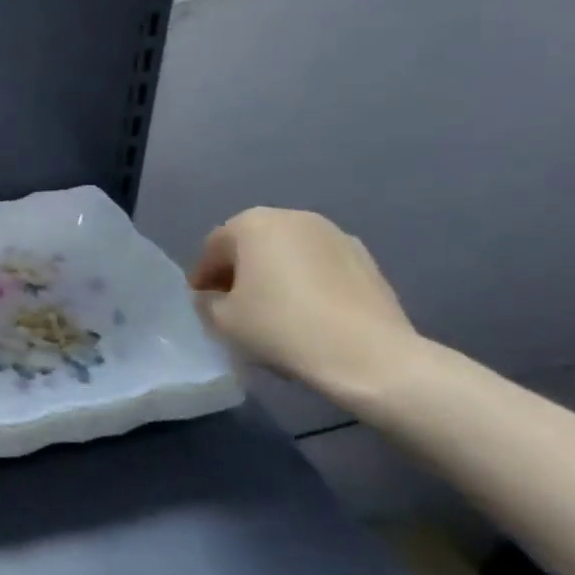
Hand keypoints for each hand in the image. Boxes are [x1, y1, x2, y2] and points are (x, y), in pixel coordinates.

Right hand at [189, 208, 422, 402]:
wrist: (370, 356)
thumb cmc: (282, 327)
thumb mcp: (222, 319)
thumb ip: (207, 301)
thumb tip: (213, 297)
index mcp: (252, 223)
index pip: (213, 248)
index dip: (203, 277)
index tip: (204, 304)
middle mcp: (294, 217)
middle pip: (252, 245)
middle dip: (240, 272)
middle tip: (236, 306)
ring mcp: (336, 236)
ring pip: (289, 254)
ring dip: (275, 275)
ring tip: (275, 311)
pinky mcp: (368, 260)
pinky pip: (321, 267)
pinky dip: (308, 283)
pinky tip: (309, 313)